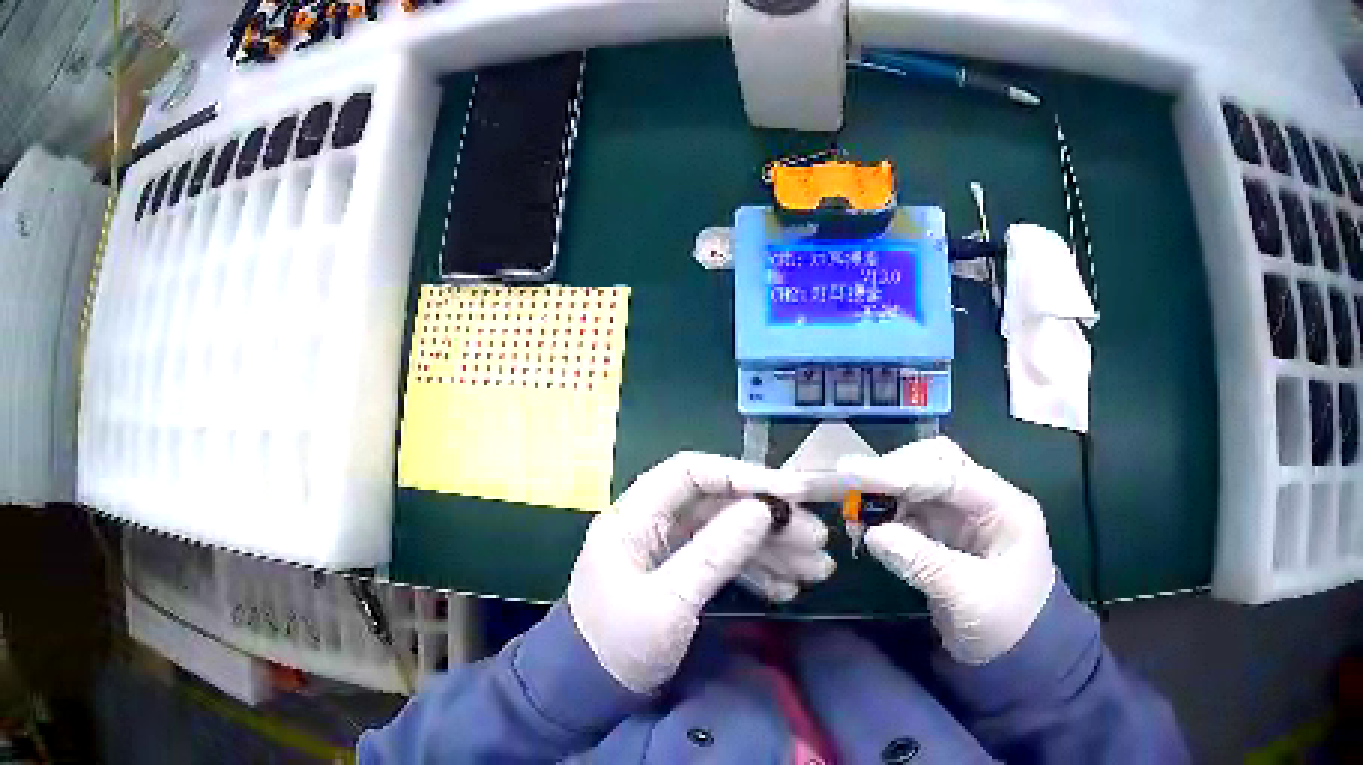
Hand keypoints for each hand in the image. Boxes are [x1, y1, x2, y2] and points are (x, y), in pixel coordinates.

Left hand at [567, 453, 835, 692]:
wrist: (590, 689)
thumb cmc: (621, 643)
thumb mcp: (670, 601)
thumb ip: (716, 553)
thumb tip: (764, 509)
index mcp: (634, 519)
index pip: (692, 474)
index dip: (745, 477)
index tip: (795, 494)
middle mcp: (650, 527)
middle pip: (719, 507)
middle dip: (770, 523)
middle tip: (818, 543)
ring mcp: (666, 553)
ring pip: (727, 535)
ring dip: (773, 551)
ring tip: (817, 572)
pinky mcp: (678, 578)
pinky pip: (723, 564)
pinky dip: (756, 573)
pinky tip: (787, 590)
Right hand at [838, 438, 1055, 665]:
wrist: (1019, 656)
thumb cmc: (1006, 624)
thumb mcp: (969, 597)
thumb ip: (923, 562)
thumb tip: (873, 533)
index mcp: (1004, 506)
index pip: (949, 474)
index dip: (900, 472)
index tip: (853, 474)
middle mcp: (985, 501)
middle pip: (936, 466)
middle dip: (893, 473)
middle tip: (850, 489)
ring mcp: (967, 519)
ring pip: (921, 487)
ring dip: (886, 494)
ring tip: (853, 513)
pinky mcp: (949, 538)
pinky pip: (914, 515)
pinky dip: (888, 516)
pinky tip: (867, 528)